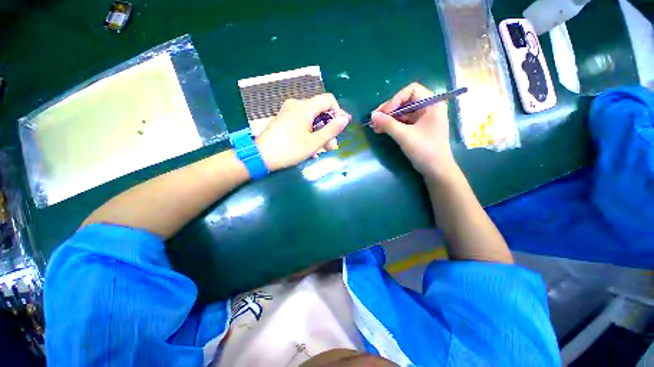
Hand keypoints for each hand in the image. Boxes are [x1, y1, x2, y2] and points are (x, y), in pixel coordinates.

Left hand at [256, 93, 350, 170]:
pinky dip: (309, 133)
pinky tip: (310, 149)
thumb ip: (331, 130)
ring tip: (321, 151)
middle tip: (331, 146)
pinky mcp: (284, 120)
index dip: (338, 112)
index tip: (340, 127)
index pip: (328, 100)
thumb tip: (345, 119)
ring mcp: (288, 112)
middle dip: (328, 128)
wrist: (261, 156)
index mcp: (305, 107)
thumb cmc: (290, 149)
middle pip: (320, 111)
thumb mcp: (314, 142)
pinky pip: (302, 123)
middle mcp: (296, 105)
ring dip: (319, 134)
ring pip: (311, 119)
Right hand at [371, 83, 455, 177]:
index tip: (385, 112)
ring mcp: (423, 118)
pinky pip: (403, 122)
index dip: (396, 99)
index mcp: (432, 104)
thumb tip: (372, 115)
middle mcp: (428, 108)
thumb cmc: (424, 149)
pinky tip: (381, 130)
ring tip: (374, 126)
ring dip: (388, 118)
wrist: (435, 169)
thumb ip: (387, 124)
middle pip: (405, 101)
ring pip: (402, 112)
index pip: (411, 90)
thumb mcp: (404, 135)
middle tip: (375, 119)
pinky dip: (392, 125)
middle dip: (389, 110)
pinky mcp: (417, 128)